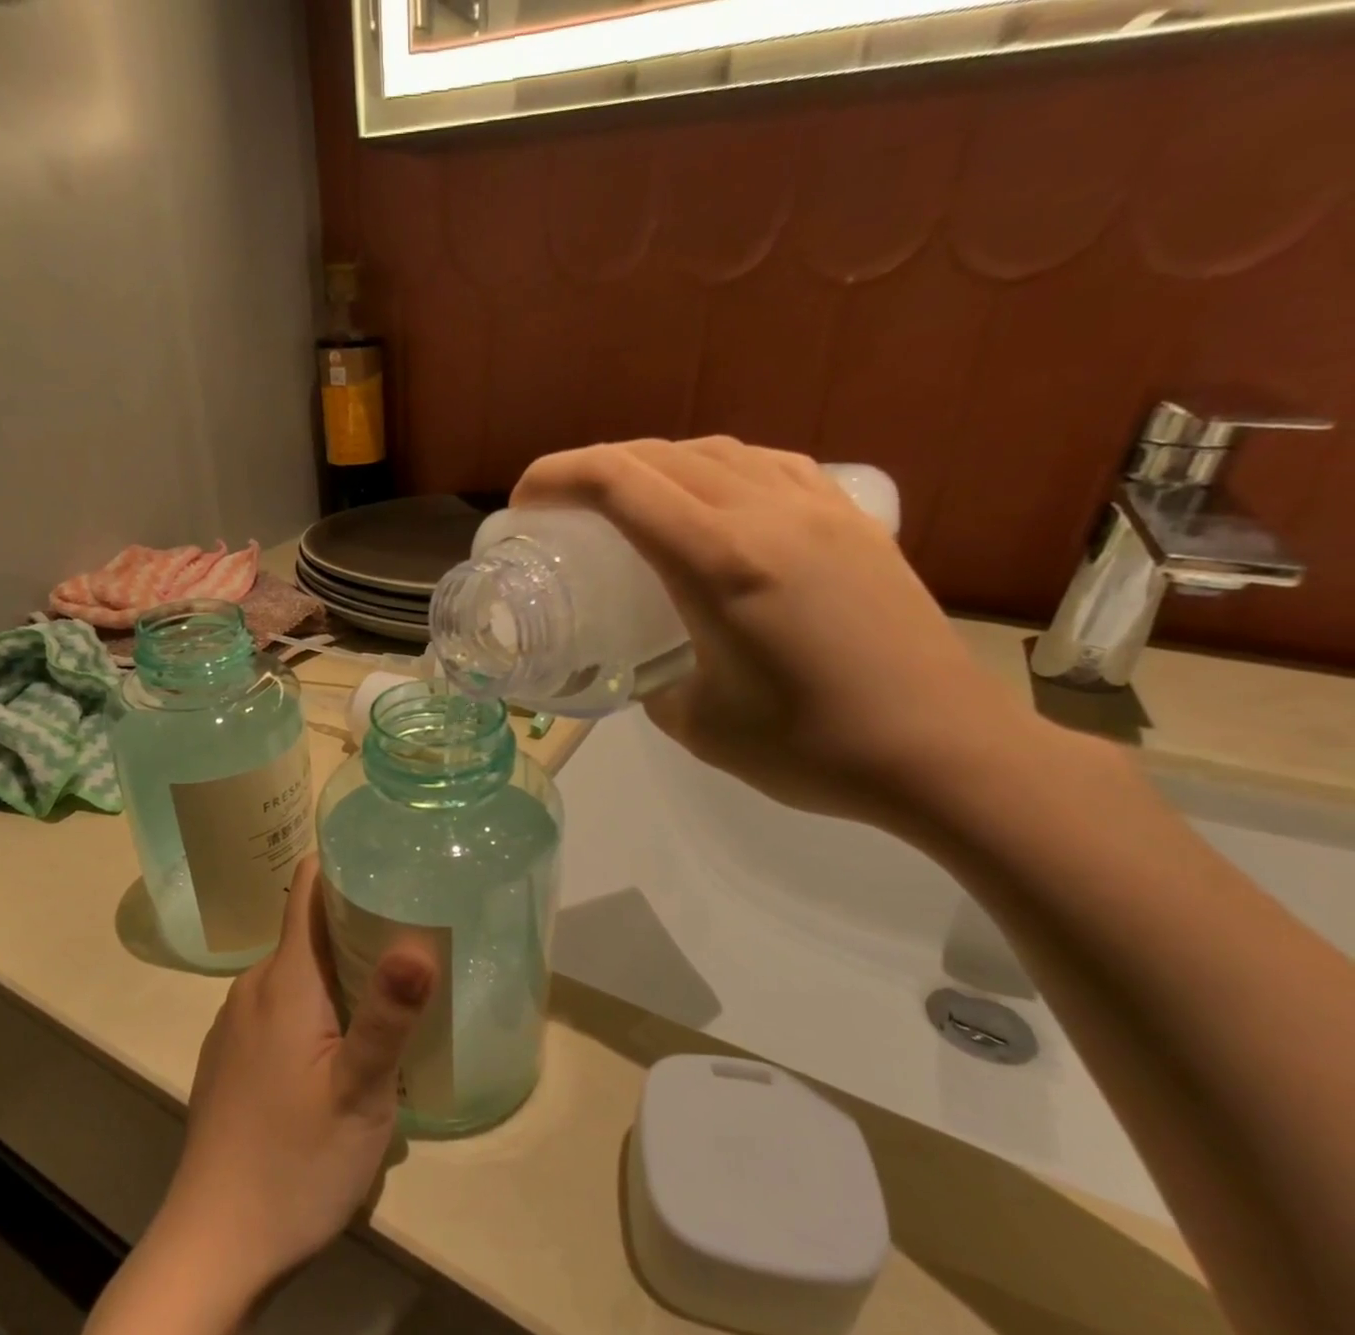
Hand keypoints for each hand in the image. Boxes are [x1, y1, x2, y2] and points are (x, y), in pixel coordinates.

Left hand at [156, 858, 437, 1296]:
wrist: (212, 1249)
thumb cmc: (293, 1164)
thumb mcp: (359, 1092)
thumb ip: (388, 1015)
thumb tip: (418, 942)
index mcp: (283, 980)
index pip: (305, 889)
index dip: (344, 864)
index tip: (391, 858)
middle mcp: (253, 989)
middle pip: (308, 930)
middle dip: (360, 921)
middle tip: (419, 929)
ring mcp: (236, 1025)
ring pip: (298, 972)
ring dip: (343, 969)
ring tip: (395, 985)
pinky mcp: (233, 1059)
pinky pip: (282, 1007)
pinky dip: (319, 1004)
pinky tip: (348, 1042)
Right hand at [513, 436, 1045, 831]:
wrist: (943, 751)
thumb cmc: (811, 748)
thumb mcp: (698, 726)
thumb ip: (654, 684)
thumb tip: (645, 667)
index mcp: (719, 564)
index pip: (620, 485)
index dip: (558, 477)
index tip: (524, 501)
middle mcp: (767, 515)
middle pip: (661, 456)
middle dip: (594, 467)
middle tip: (561, 505)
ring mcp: (818, 509)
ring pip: (717, 450)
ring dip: (655, 462)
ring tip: (628, 498)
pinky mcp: (853, 520)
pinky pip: (768, 465)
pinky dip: (718, 467)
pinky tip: (712, 497)